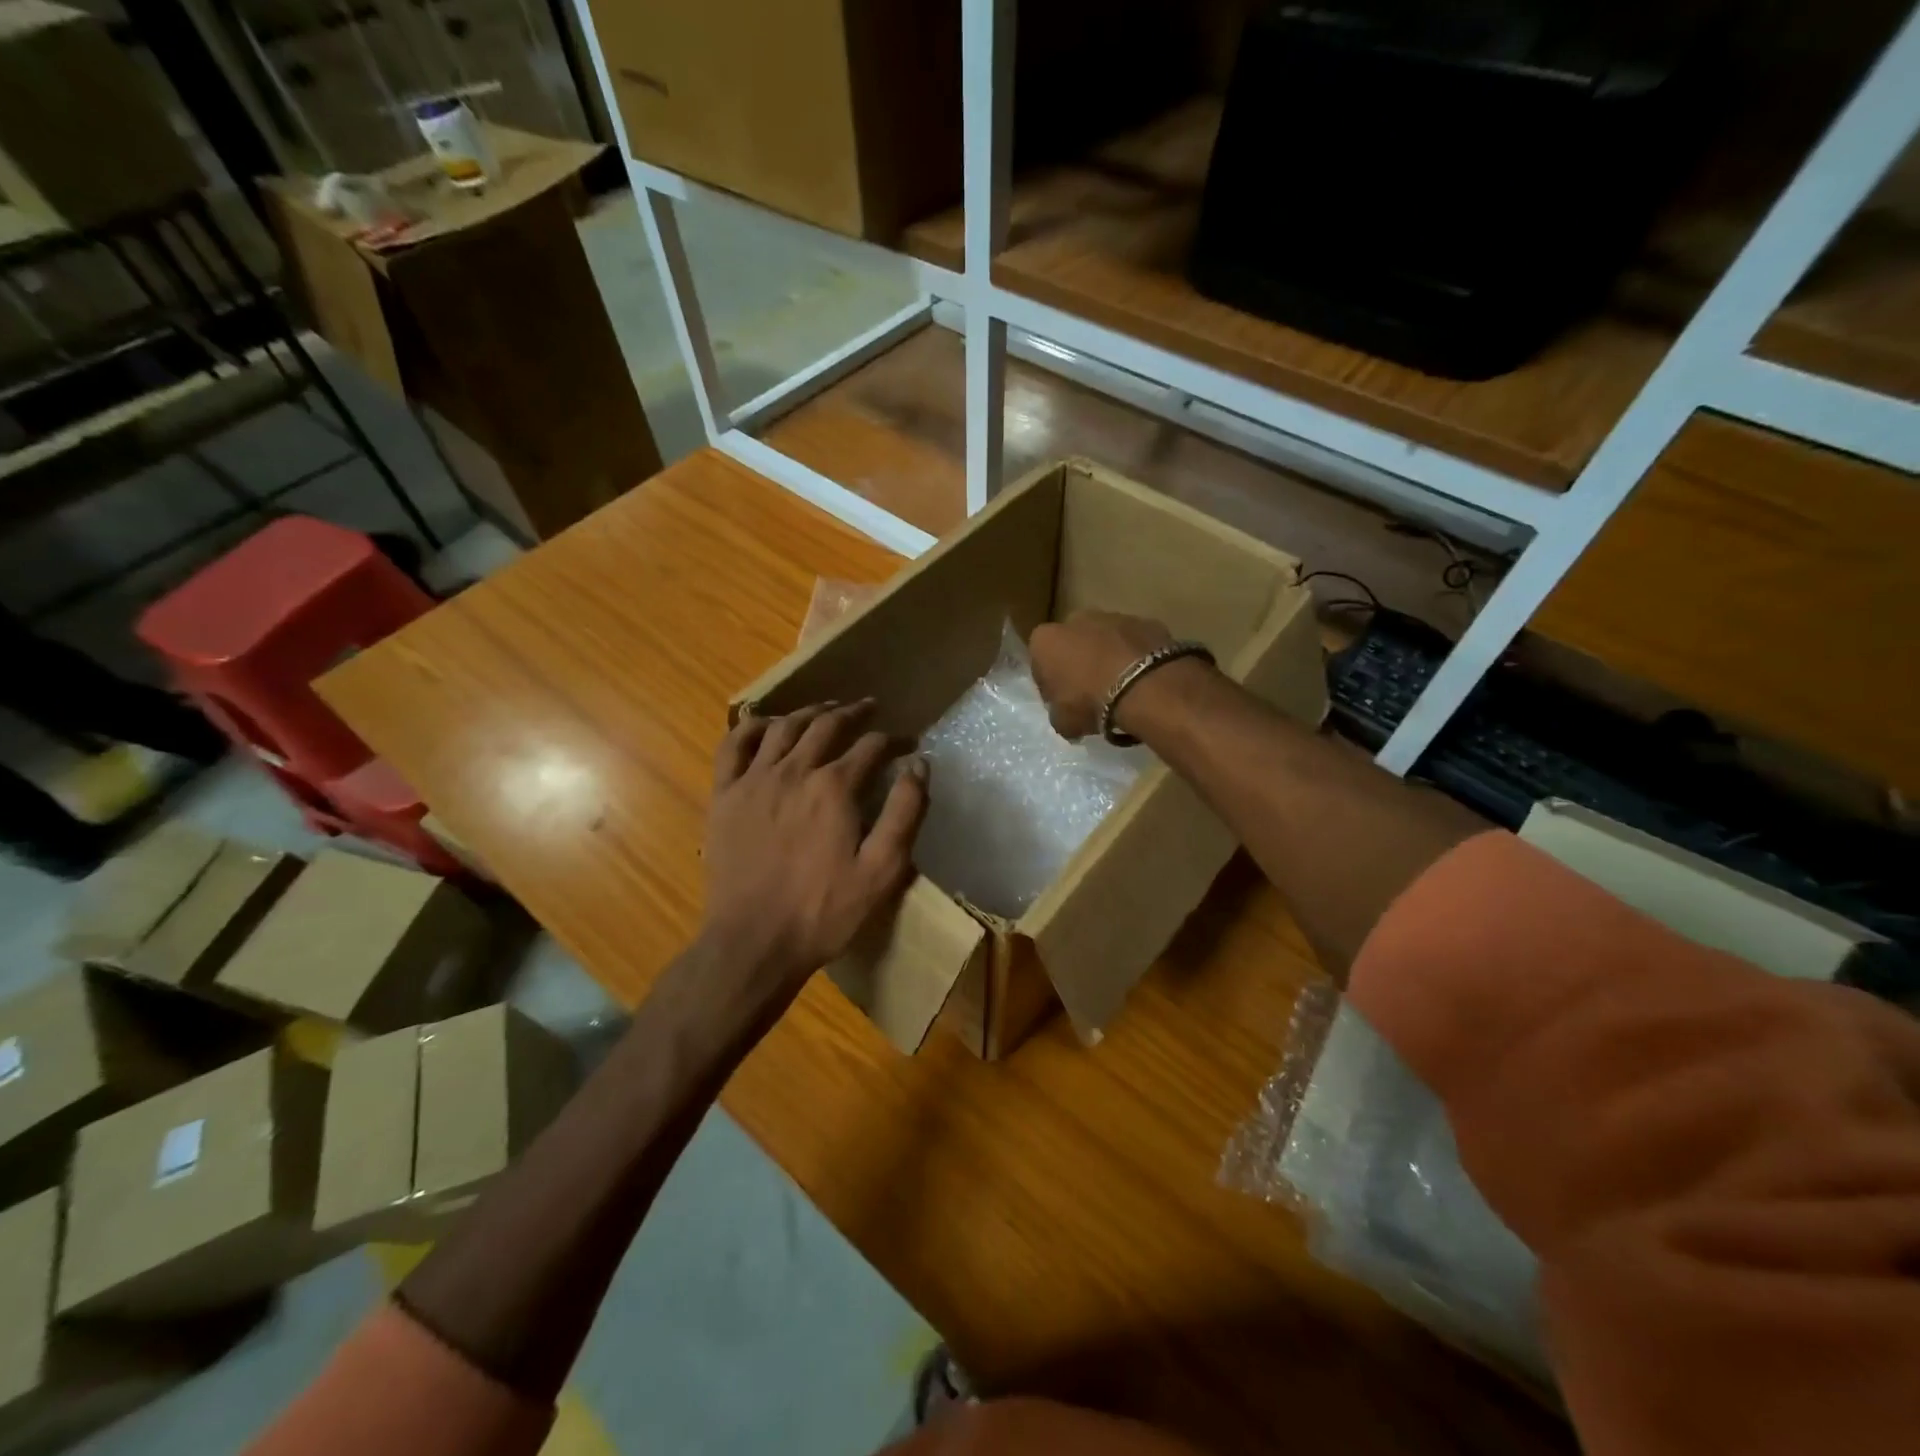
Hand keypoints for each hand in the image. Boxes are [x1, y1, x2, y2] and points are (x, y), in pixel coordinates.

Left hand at [702, 700, 928, 988]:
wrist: (753, 943)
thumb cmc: (823, 912)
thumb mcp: (882, 870)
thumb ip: (905, 812)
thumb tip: (919, 763)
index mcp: (834, 788)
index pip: (871, 746)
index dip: (893, 740)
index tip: (907, 743)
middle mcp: (793, 771)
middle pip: (827, 725)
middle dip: (853, 712)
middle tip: (869, 707)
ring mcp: (753, 780)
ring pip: (783, 727)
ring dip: (808, 712)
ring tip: (825, 709)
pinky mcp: (724, 795)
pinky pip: (733, 745)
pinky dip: (751, 726)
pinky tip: (764, 724)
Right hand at [1028, 611, 1173, 738]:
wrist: (1144, 685)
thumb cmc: (1089, 701)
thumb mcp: (1062, 722)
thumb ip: (1058, 713)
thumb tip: (1066, 714)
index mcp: (1045, 639)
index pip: (1040, 663)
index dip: (1050, 685)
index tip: (1062, 702)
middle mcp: (1076, 620)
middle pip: (1073, 644)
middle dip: (1079, 664)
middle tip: (1091, 694)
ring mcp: (1114, 616)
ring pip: (1105, 640)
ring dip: (1108, 659)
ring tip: (1121, 689)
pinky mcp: (1146, 622)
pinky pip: (1135, 644)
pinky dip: (1136, 658)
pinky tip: (1143, 682)